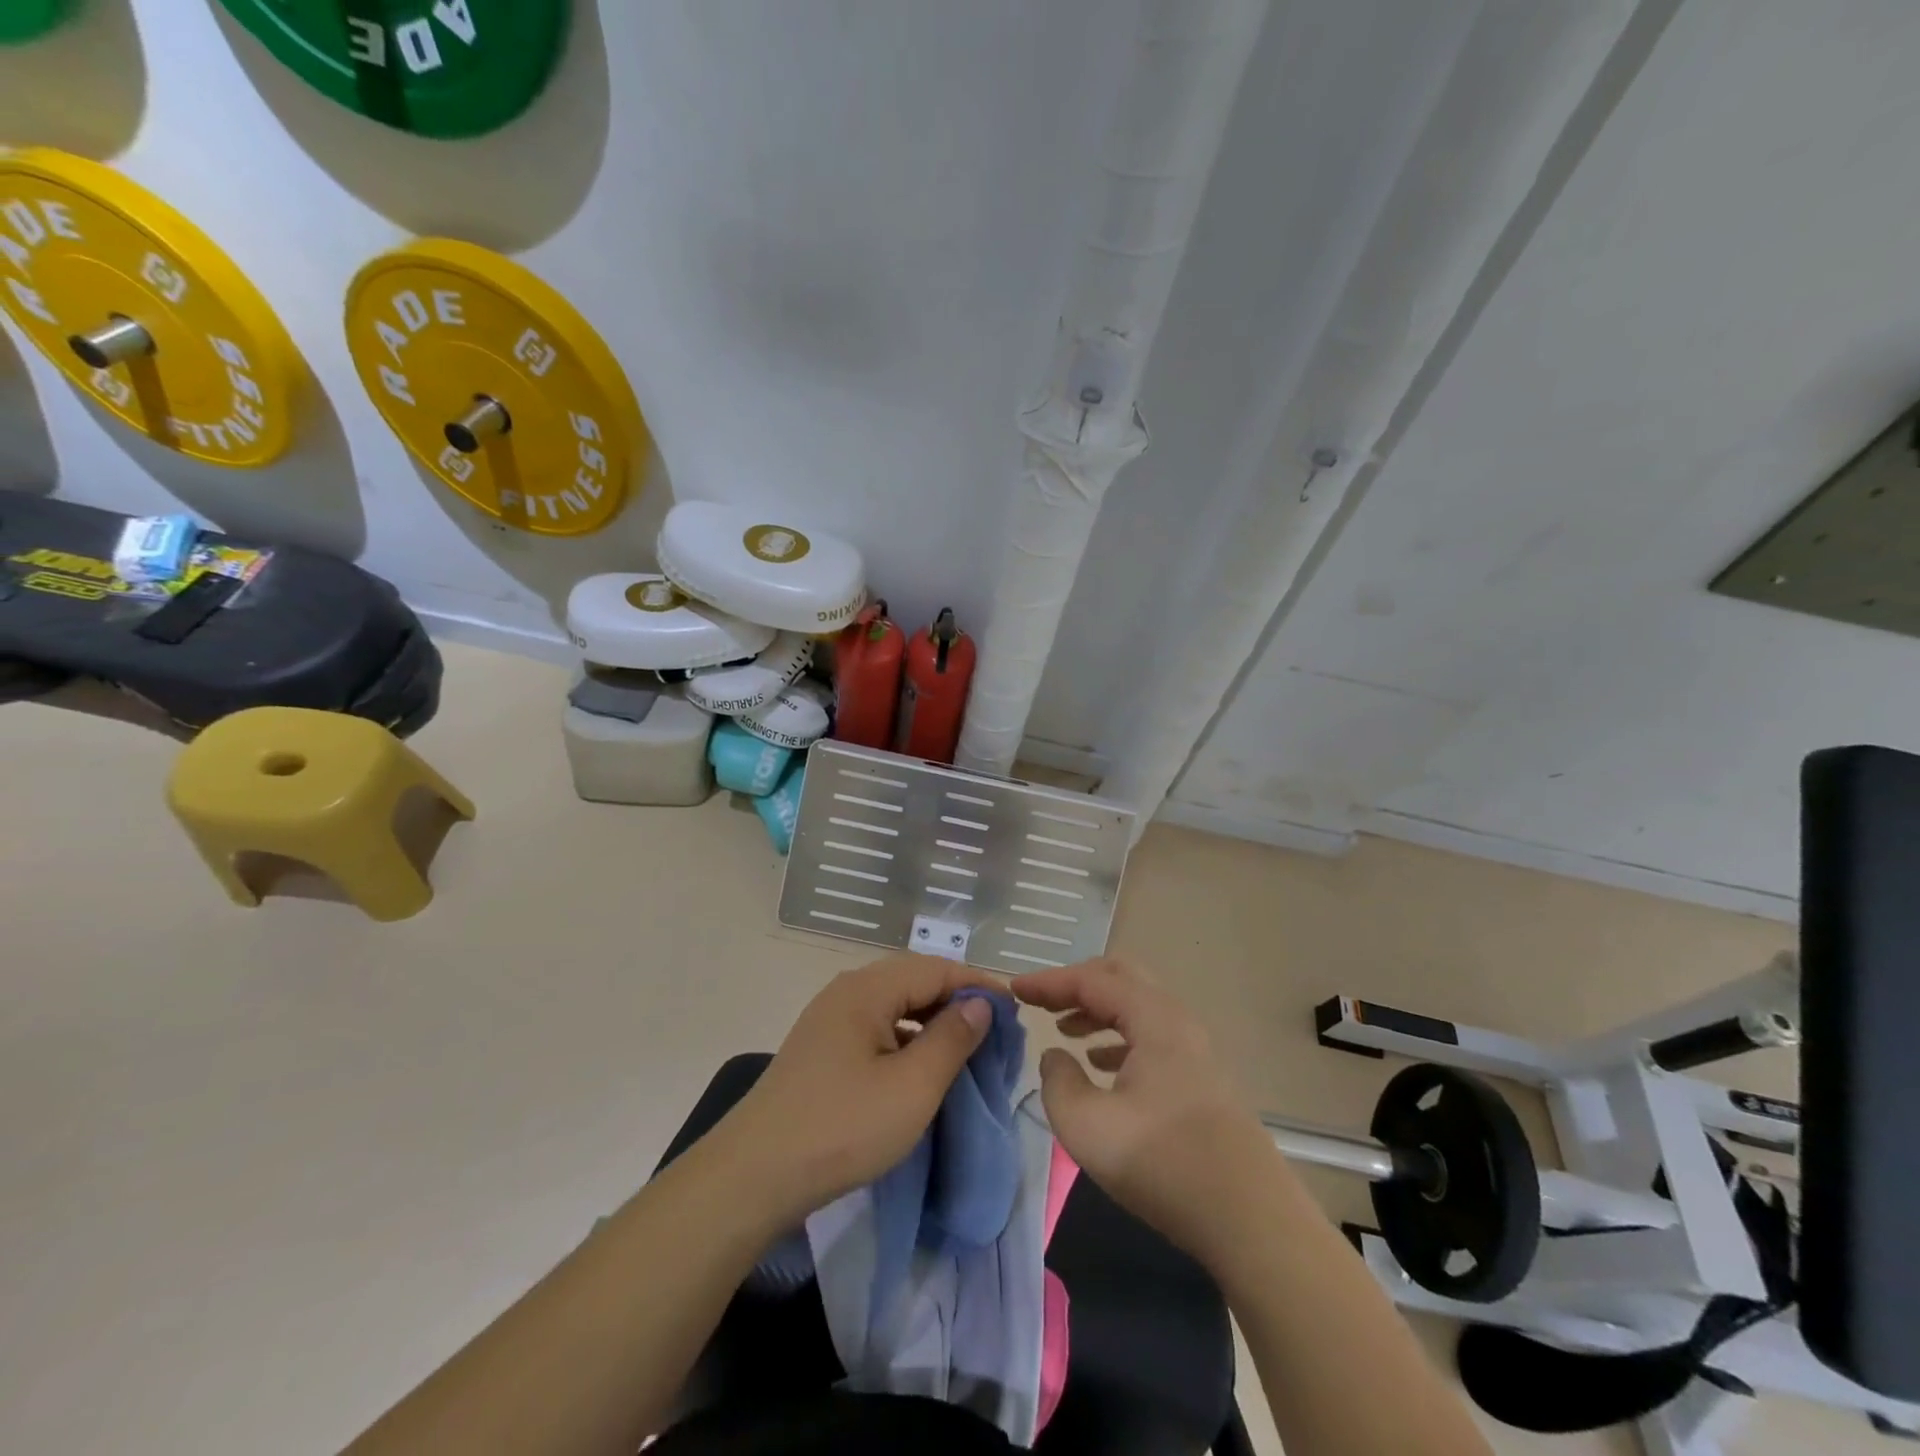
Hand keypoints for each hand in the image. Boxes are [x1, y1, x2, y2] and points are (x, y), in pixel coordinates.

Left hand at [718, 956, 1002, 1226]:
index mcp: (867, 989)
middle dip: (956, 1000)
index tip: (1014, 1010)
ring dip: (931, 1021)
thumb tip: (980, 1005)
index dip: (978, 984)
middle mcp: (847, 992)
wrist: (753, 1177)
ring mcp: (829, 1021)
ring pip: (894, 1006)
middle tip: (993, 1031)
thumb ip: (951, 1039)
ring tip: (964, 1049)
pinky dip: (906, 1040)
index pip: (936, 968)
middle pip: (913, 981)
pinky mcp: (821, 1050)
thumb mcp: (911, 1087)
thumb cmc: (841, 1128)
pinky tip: (919, 1069)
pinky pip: (876, 1029)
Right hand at [1013, 958, 1274, 1268]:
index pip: (1091, 980)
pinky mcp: (1201, 1078)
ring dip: (1098, 1010)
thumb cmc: (1163, 1164)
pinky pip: (1151, 1035)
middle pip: (1121, 977)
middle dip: (1077, 983)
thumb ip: (1057, 1081)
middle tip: (1043, 1001)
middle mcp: (1177, 1020)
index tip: (1014, 989)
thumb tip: (1055, 1056)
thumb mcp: (1087, 1126)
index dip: (1048, 982)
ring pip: (1138, 1007)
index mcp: (1153, 1019)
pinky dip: (1119, 1036)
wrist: (1251, 1219)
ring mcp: (1194, 1049)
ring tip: (1064, 1031)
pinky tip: (1101, 1064)